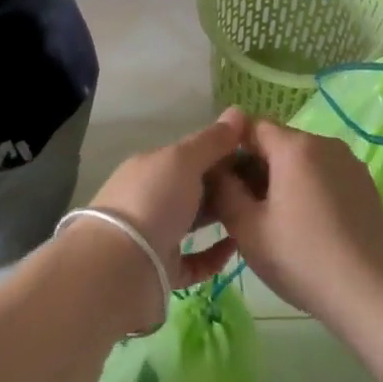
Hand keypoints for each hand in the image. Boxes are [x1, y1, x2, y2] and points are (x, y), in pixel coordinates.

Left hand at [88, 109, 246, 289]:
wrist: (121, 265)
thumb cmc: (153, 200)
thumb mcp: (184, 160)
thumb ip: (212, 140)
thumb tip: (238, 111)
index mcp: (151, 167)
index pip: (189, 155)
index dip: (220, 152)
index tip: (255, 156)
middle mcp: (150, 197)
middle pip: (192, 188)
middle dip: (223, 186)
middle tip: (260, 188)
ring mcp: (154, 234)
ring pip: (192, 222)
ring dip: (219, 217)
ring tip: (253, 214)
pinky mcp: (162, 269)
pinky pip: (194, 261)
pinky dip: (214, 254)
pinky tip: (236, 247)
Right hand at [208, 118, 382, 326]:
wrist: (370, 294)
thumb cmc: (301, 257)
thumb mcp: (247, 228)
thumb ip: (224, 189)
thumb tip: (216, 169)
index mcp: (294, 146)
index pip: (251, 126)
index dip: (232, 149)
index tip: (224, 182)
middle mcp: (325, 143)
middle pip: (279, 142)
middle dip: (258, 167)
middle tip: (246, 208)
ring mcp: (350, 163)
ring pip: (303, 160)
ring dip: (284, 179)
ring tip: (278, 221)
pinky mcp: (366, 184)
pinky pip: (326, 174)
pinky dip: (310, 189)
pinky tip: (309, 226)